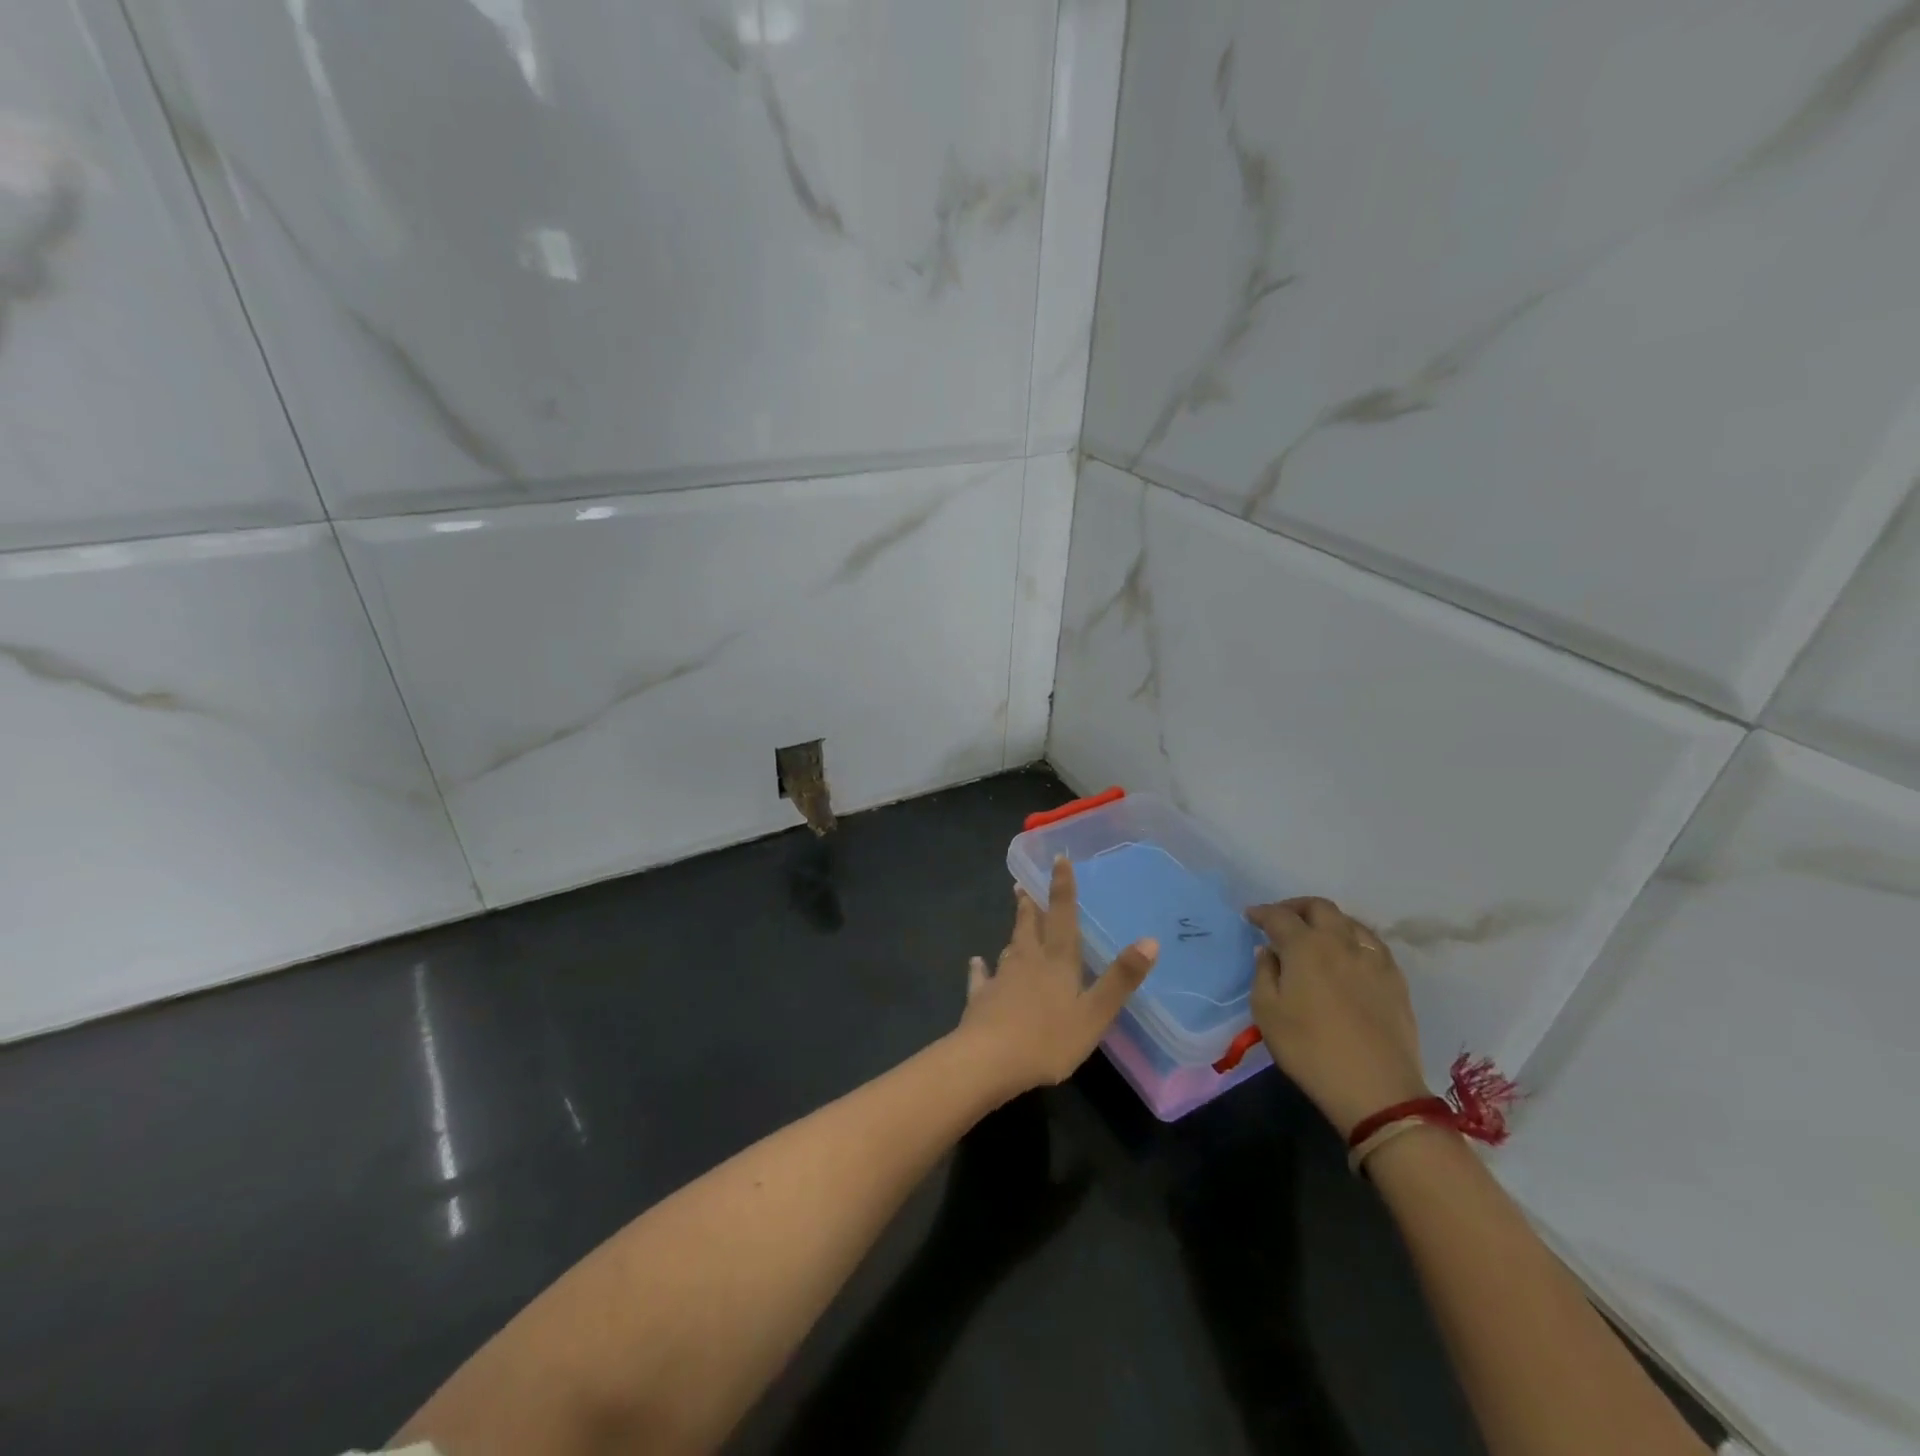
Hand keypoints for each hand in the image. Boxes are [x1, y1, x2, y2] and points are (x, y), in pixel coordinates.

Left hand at [957, 855, 1158, 1096]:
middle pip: (1029, 926)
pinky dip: (980, 969)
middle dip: (1029, 905)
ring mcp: (1000, 979)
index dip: (1062, 887)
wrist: (989, 1060)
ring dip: (1014, 932)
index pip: (1062, 915)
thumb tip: (1150, 940)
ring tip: (1015, 922)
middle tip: (1022, 884)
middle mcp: (1027, 961)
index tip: (1058, 859)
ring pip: (1009, 948)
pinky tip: (976, 963)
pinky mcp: (980, 999)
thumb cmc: (1049, 1039)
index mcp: (1057, 961)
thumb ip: (1121, 979)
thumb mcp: (1095, 1013)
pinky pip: (981, 979)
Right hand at [1246, 897, 1428, 1137]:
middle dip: (1296, 907)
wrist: (1376, 1090)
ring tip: (1316, 935)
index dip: (1262, 913)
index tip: (1251, 916)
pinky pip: (1372, 943)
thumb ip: (1263, 973)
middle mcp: (1340, 942)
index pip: (1279, 916)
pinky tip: (1348, 956)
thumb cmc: (1309, 1049)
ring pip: (1349, 921)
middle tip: (1282, 920)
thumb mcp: (1267, 1013)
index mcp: (1305, 947)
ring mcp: (1373, 959)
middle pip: (1319, 907)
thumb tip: (1268, 952)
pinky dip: (1353, 939)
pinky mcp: (1396, 979)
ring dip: (1327, 921)